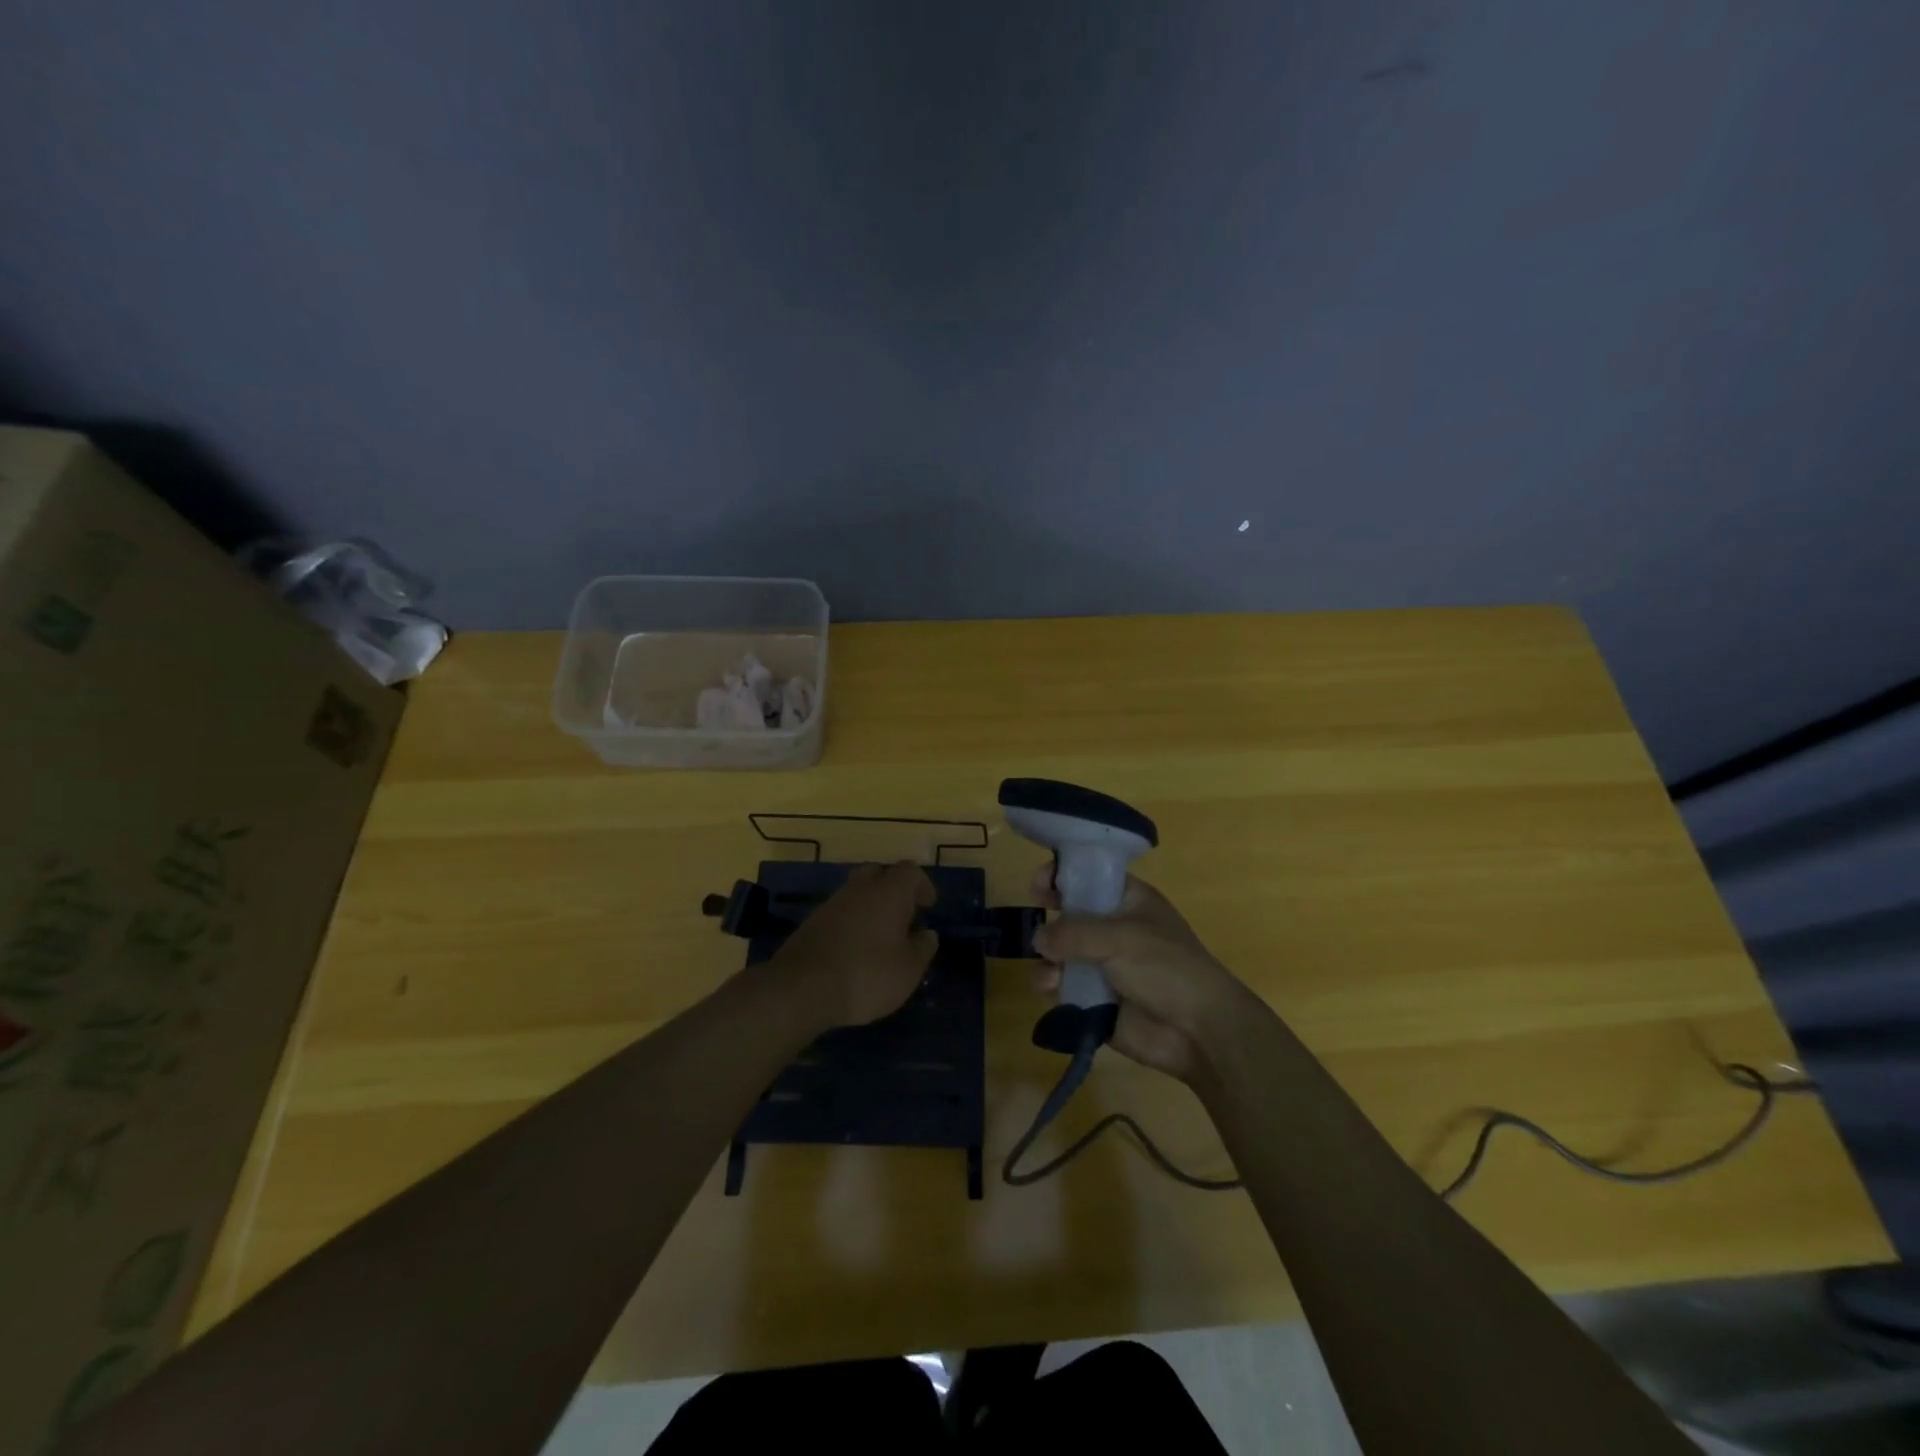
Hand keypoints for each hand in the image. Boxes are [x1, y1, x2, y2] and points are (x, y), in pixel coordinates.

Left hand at [770, 861, 938, 1028]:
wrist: (802, 988)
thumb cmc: (867, 975)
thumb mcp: (908, 970)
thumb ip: (923, 948)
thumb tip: (927, 934)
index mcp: (889, 892)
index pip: (910, 871)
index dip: (922, 885)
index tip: (928, 906)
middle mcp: (860, 888)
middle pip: (879, 873)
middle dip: (893, 889)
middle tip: (904, 915)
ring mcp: (832, 903)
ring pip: (857, 892)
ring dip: (871, 906)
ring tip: (880, 936)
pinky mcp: (812, 921)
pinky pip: (840, 912)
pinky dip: (851, 921)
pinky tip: (854, 948)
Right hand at [1029, 867, 1253, 1082]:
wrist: (1197, 1031)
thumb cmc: (1166, 968)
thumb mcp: (1121, 938)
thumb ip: (1074, 932)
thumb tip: (1038, 937)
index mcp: (1128, 901)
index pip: (1089, 876)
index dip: (1063, 875)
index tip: (1039, 885)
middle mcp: (1112, 928)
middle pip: (1069, 914)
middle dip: (1050, 920)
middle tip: (1037, 929)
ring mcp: (1102, 964)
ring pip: (1060, 953)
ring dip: (1048, 959)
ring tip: (1050, 973)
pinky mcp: (1094, 998)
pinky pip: (1063, 986)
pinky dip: (1053, 986)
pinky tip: (1052, 990)